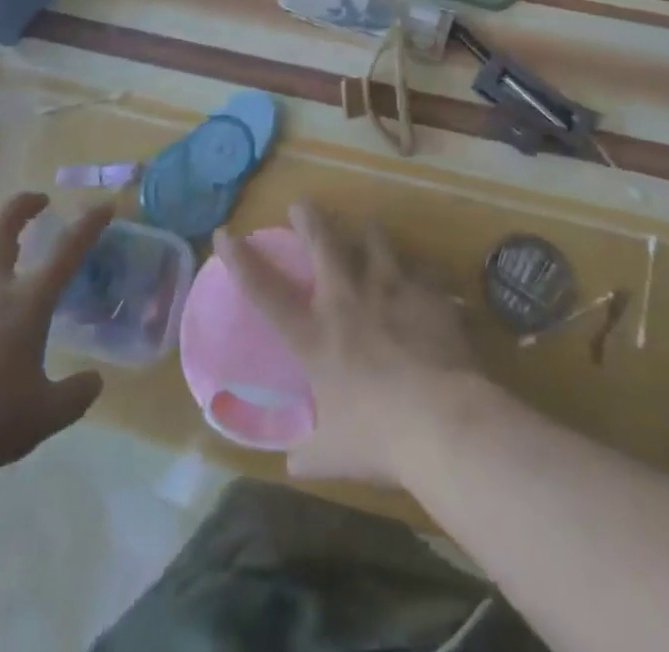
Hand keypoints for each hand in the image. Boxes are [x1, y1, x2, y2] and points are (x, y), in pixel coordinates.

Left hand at [0, 193, 112, 491]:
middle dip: (24, 205)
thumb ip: (76, 395)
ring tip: (3, 255)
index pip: (67, 250)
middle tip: (40, 202)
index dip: (89, 224)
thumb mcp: (45, 416)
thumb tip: (94, 381)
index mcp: (27, 302)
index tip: (104, 206)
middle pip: (3, 225)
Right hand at [213, 201, 478, 484]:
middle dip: (309, 218)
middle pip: (322, 243)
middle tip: (302, 203)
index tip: (224, 233)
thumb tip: (291, 464)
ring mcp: (389, 289)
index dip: (240, 259)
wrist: (444, 421)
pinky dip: (416, 270)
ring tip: (367, 227)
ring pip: (374, 241)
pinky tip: (422, 275)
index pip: (264, 290)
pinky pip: (419, 269)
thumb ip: (308, 455)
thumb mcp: (332, 456)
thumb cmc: (380, 438)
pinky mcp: (427, 292)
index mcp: (314, 335)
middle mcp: (347, 300)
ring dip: (367, 232)